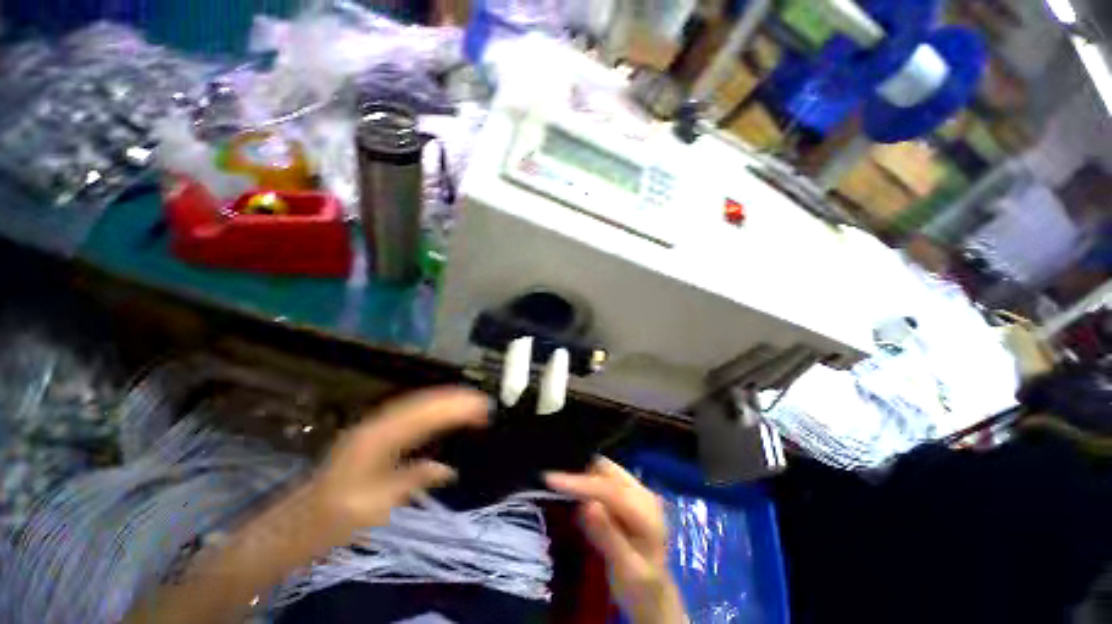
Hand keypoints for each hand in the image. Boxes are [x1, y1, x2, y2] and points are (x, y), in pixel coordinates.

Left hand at [308, 388, 489, 541]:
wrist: (298, 522)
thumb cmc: (334, 519)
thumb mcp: (375, 506)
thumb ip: (413, 481)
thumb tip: (448, 469)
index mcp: (376, 440)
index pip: (423, 416)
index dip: (454, 408)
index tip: (481, 408)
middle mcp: (376, 425)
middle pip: (421, 402)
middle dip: (454, 398)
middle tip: (482, 401)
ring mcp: (374, 426)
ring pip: (416, 404)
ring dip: (445, 400)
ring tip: (471, 401)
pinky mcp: (375, 432)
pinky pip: (410, 413)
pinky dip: (432, 408)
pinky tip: (444, 412)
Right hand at [546, 458, 684, 623]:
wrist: (654, 596)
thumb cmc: (640, 589)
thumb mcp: (625, 570)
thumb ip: (608, 536)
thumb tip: (587, 505)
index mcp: (646, 511)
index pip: (609, 488)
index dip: (579, 482)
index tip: (550, 479)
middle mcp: (643, 493)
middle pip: (607, 470)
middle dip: (580, 474)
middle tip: (554, 485)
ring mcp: (637, 490)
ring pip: (604, 470)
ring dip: (583, 477)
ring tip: (561, 487)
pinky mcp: (628, 493)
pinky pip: (603, 477)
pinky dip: (588, 482)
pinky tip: (576, 493)